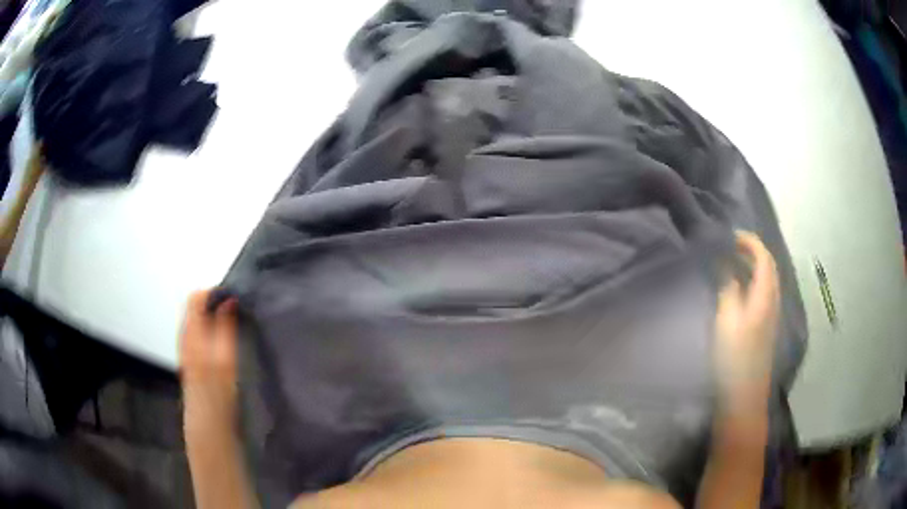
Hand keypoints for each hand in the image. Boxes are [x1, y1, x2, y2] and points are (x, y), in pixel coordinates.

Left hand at [179, 290, 238, 434]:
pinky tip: (223, 342)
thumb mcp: (226, 357)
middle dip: (215, 303)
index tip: (235, 299)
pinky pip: (198, 333)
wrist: (208, 423)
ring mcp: (185, 348)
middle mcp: (184, 336)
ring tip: (233, 325)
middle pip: (195, 306)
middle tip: (237, 312)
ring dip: (213, 316)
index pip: (195, 297)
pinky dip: (210, 329)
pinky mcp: (190, 359)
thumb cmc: (218, 392)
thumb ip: (225, 326)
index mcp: (191, 332)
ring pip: (197, 319)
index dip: (214, 293)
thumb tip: (229, 299)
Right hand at [713, 232, 779, 412]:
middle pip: (767, 267)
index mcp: (766, 296)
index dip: (749, 241)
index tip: (729, 235)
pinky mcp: (763, 328)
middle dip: (750, 251)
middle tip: (727, 247)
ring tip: (728, 264)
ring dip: (750, 267)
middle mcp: (772, 301)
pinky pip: (760, 294)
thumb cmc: (734, 358)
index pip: (764, 257)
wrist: (743, 396)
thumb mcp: (727, 320)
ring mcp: (769, 316)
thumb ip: (728, 288)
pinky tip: (734, 290)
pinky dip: (749, 283)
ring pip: (764, 281)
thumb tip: (726, 266)